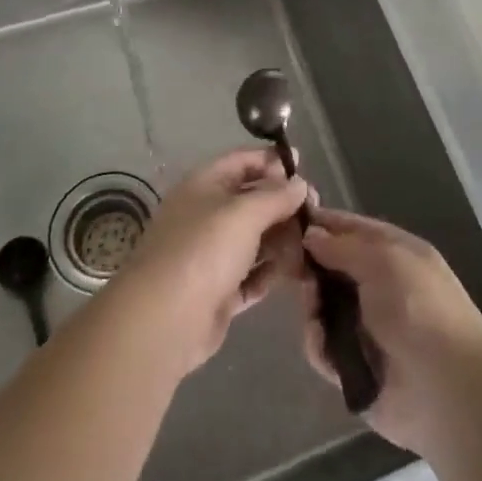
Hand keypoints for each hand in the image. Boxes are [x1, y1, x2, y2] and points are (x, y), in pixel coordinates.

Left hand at [112, 147, 308, 376]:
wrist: (164, 320)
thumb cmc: (204, 250)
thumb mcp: (244, 213)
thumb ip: (276, 196)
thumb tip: (299, 183)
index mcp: (204, 185)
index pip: (241, 161)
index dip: (271, 160)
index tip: (302, 164)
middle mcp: (206, 215)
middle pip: (251, 201)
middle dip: (283, 204)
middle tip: (317, 213)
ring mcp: (210, 255)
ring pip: (254, 239)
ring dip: (282, 240)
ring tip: (313, 245)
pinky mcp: (218, 292)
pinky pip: (251, 275)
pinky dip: (271, 272)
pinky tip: (297, 273)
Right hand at [298, 206, 481, 453]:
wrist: (447, 389)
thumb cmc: (419, 308)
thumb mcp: (384, 260)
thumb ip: (343, 246)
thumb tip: (311, 234)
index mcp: (395, 253)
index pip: (352, 229)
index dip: (323, 223)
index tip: (288, 222)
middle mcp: (380, 286)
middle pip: (332, 267)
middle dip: (311, 268)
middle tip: (293, 271)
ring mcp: (367, 327)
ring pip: (323, 306)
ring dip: (313, 307)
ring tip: (313, 311)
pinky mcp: (354, 366)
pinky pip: (324, 346)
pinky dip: (319, 344)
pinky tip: (322, 343)